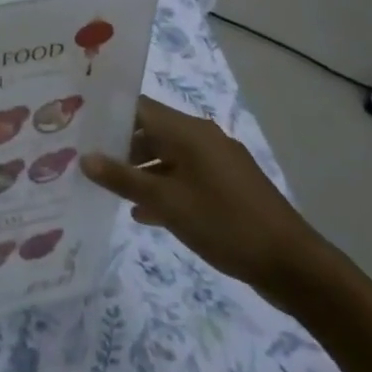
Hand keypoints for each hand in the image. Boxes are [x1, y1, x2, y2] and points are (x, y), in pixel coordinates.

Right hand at [82, 97, 330, 302]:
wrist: (292, 265)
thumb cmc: (223, 223)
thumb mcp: (166, 202)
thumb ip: (123, 179)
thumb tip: (85, 158)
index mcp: (187, 131)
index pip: (138, 107)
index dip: (107, 114)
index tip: (79, 126)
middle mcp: (202, 138)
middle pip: (151, 131)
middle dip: (119, 146)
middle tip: (86, 161)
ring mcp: (217, 163)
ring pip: (167, 157)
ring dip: (140, 171)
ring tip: (107, 188)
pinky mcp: (227, 187)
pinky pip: (185, 177)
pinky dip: (163, 188)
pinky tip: (144, 213)